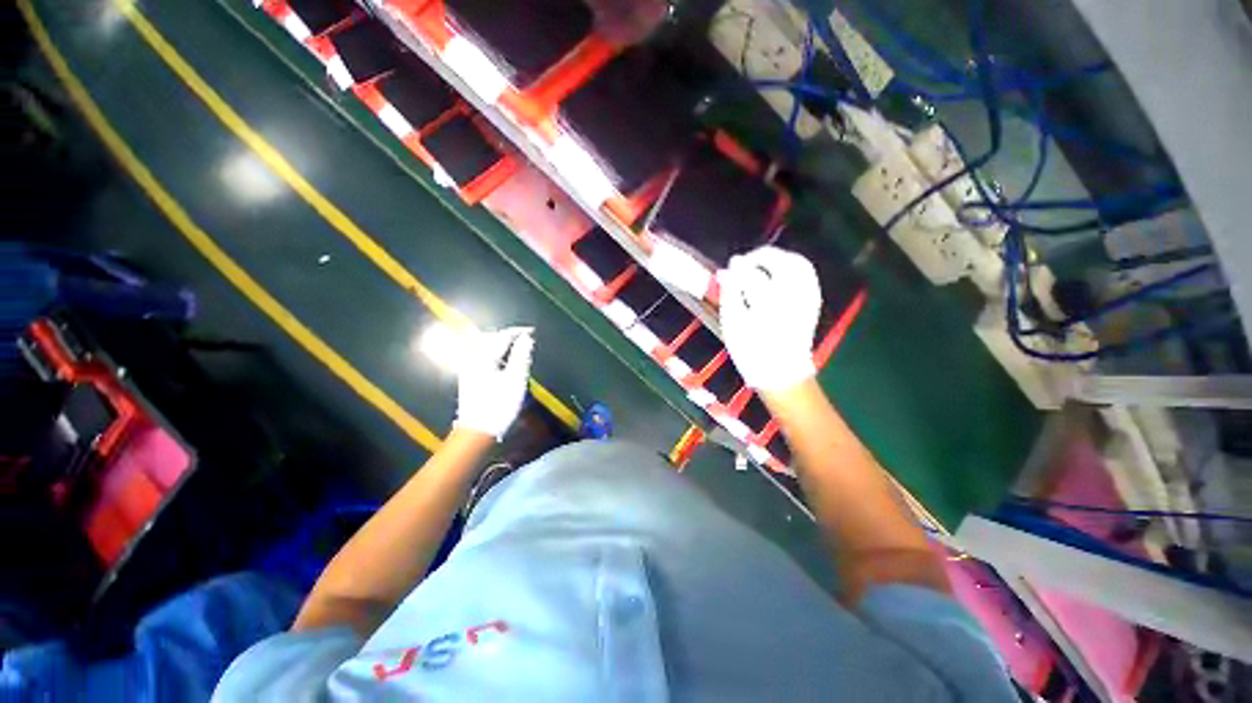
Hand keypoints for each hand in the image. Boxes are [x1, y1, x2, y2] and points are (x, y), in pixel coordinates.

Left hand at [454, 327, 533, 438]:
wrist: (478, 430)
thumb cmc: (500, 404)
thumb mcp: (516, 379)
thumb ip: (521, 356)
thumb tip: (527, 338)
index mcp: (484, 357)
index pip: (502, 336)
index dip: (518, 332)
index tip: (532, 332)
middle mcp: (473, 358)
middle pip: (490, 338)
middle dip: (507, 335)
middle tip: (524, 338)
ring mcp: (468, 367)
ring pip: (483, 346)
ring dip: (499, 342)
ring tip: (515, 346)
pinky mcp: (468, 376)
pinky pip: (480, 355)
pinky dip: (493, 351)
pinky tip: (501, 358)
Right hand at [717, 246, 821, 391]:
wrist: (781, 372)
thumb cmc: (751, 351)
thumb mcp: (732, 325)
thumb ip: (729, 294)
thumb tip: (726, 272)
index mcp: (767, 305)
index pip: (751, 275)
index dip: (738, 268)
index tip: (728, 267)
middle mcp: (791, 297)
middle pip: (780, 262)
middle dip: (761, 256)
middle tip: (745, 262)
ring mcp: (806, 298)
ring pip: (798, 263)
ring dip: (779, 258)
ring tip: (762, 264)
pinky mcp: (813, 301)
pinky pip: (807, 273)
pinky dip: (793, 265)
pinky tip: (780, 271)